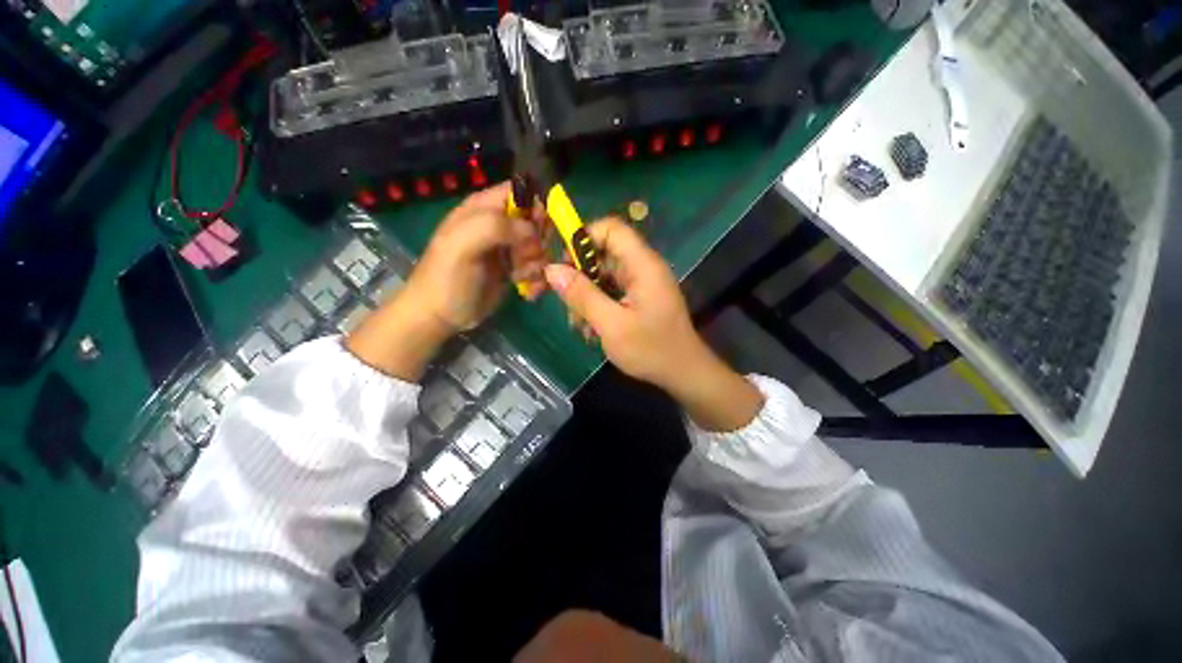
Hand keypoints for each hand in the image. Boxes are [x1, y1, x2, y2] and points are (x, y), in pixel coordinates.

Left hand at [346, 183, 546, 380]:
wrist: (440, 315)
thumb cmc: (447, 278)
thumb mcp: (462, 246)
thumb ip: (495, 227)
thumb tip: (532, 231)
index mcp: (482, 209)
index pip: (520, 192)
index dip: (535, 207)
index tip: (538, 232)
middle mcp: (498, 224)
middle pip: (535, 221)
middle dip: (539, 241)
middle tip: (527, 259)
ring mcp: (507, 248)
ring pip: (540, 246)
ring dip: (539, 263)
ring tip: (524, 278)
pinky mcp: (513, 268)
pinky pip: (537, 266)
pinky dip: (538, 278)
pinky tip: (529, 290)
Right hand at [543, 219, 762, 430]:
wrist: (683, 373)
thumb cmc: (651, 350)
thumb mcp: (612, 325)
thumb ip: (582, 296)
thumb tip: (552, 269)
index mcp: (643, 265)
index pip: (611, 229)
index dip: (584, 238)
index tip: (564, 265)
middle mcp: (643, 268)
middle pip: (604, 253)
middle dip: (581, 276)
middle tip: (568, 303)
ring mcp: (642, 284)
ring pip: (604, 275)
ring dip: (587, 296)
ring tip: (580, 325)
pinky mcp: (639, 298)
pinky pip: (611, 291)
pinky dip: (598, 305)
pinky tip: (592, 329)